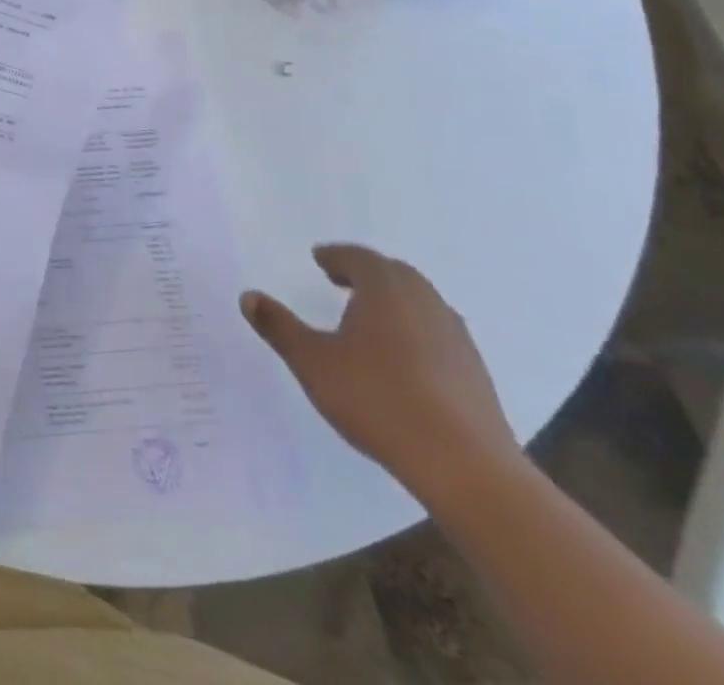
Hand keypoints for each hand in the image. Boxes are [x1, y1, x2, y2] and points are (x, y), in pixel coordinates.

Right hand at [242, 244, 518, 500]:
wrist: (466, 467)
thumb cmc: (377, 400)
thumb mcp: (312, 362)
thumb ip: (279, 326)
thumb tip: (249, 296)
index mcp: (385, 291)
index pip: (359, 258)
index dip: (336, 256)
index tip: (319, 259)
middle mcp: (424, 303)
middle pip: (395, 274)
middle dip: (366, 272)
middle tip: (340, 280)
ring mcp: (456, 338)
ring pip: (421, 302)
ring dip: (393, 300)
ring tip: (369, 318)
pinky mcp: (475, 372)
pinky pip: (438, 332)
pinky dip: (415, 329)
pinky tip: (401, 358)